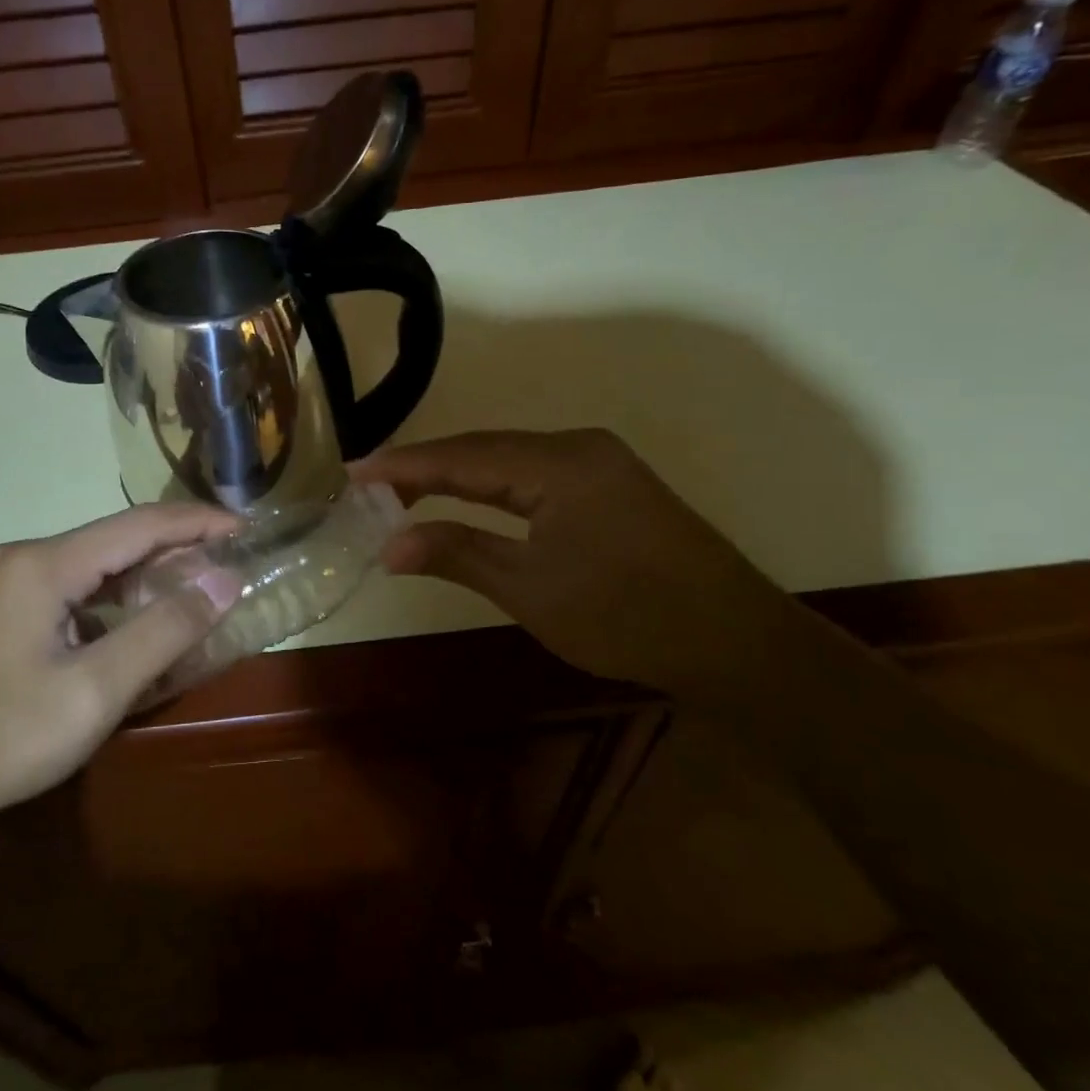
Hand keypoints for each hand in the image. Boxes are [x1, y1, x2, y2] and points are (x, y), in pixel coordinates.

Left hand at [0, 505, 240, 817]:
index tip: (247, 529)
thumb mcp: (98, 687)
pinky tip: (146, 620)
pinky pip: (80, 589)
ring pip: (100, 565)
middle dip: (179, 548)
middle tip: (232, 566)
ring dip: (151, 575)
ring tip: (201, 591)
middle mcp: (27, 559)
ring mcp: (13, 584)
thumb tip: (226, 581)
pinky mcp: (10, 611)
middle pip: (119, 539)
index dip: (198, 522)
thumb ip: (165, 629)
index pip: (140, 524)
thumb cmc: (9, 737)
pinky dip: (121, 599)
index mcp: (44, 563)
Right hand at [352, 429, 802, 692]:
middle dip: (426, 467)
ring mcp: (600, 463)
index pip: (463, 456)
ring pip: (510, 459)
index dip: (405, 465)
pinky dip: (493, 486)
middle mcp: (579, 447)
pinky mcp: (611, 484)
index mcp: (559, 463)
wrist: (736, 643)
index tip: (353, 472)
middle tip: (371, 485)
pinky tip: (469, 498)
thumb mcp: (531, 589)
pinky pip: (535, 473)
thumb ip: (458, 554)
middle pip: (485, 449)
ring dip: (457, 475)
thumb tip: (389, 544)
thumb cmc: (627, 617)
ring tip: (405, 492)